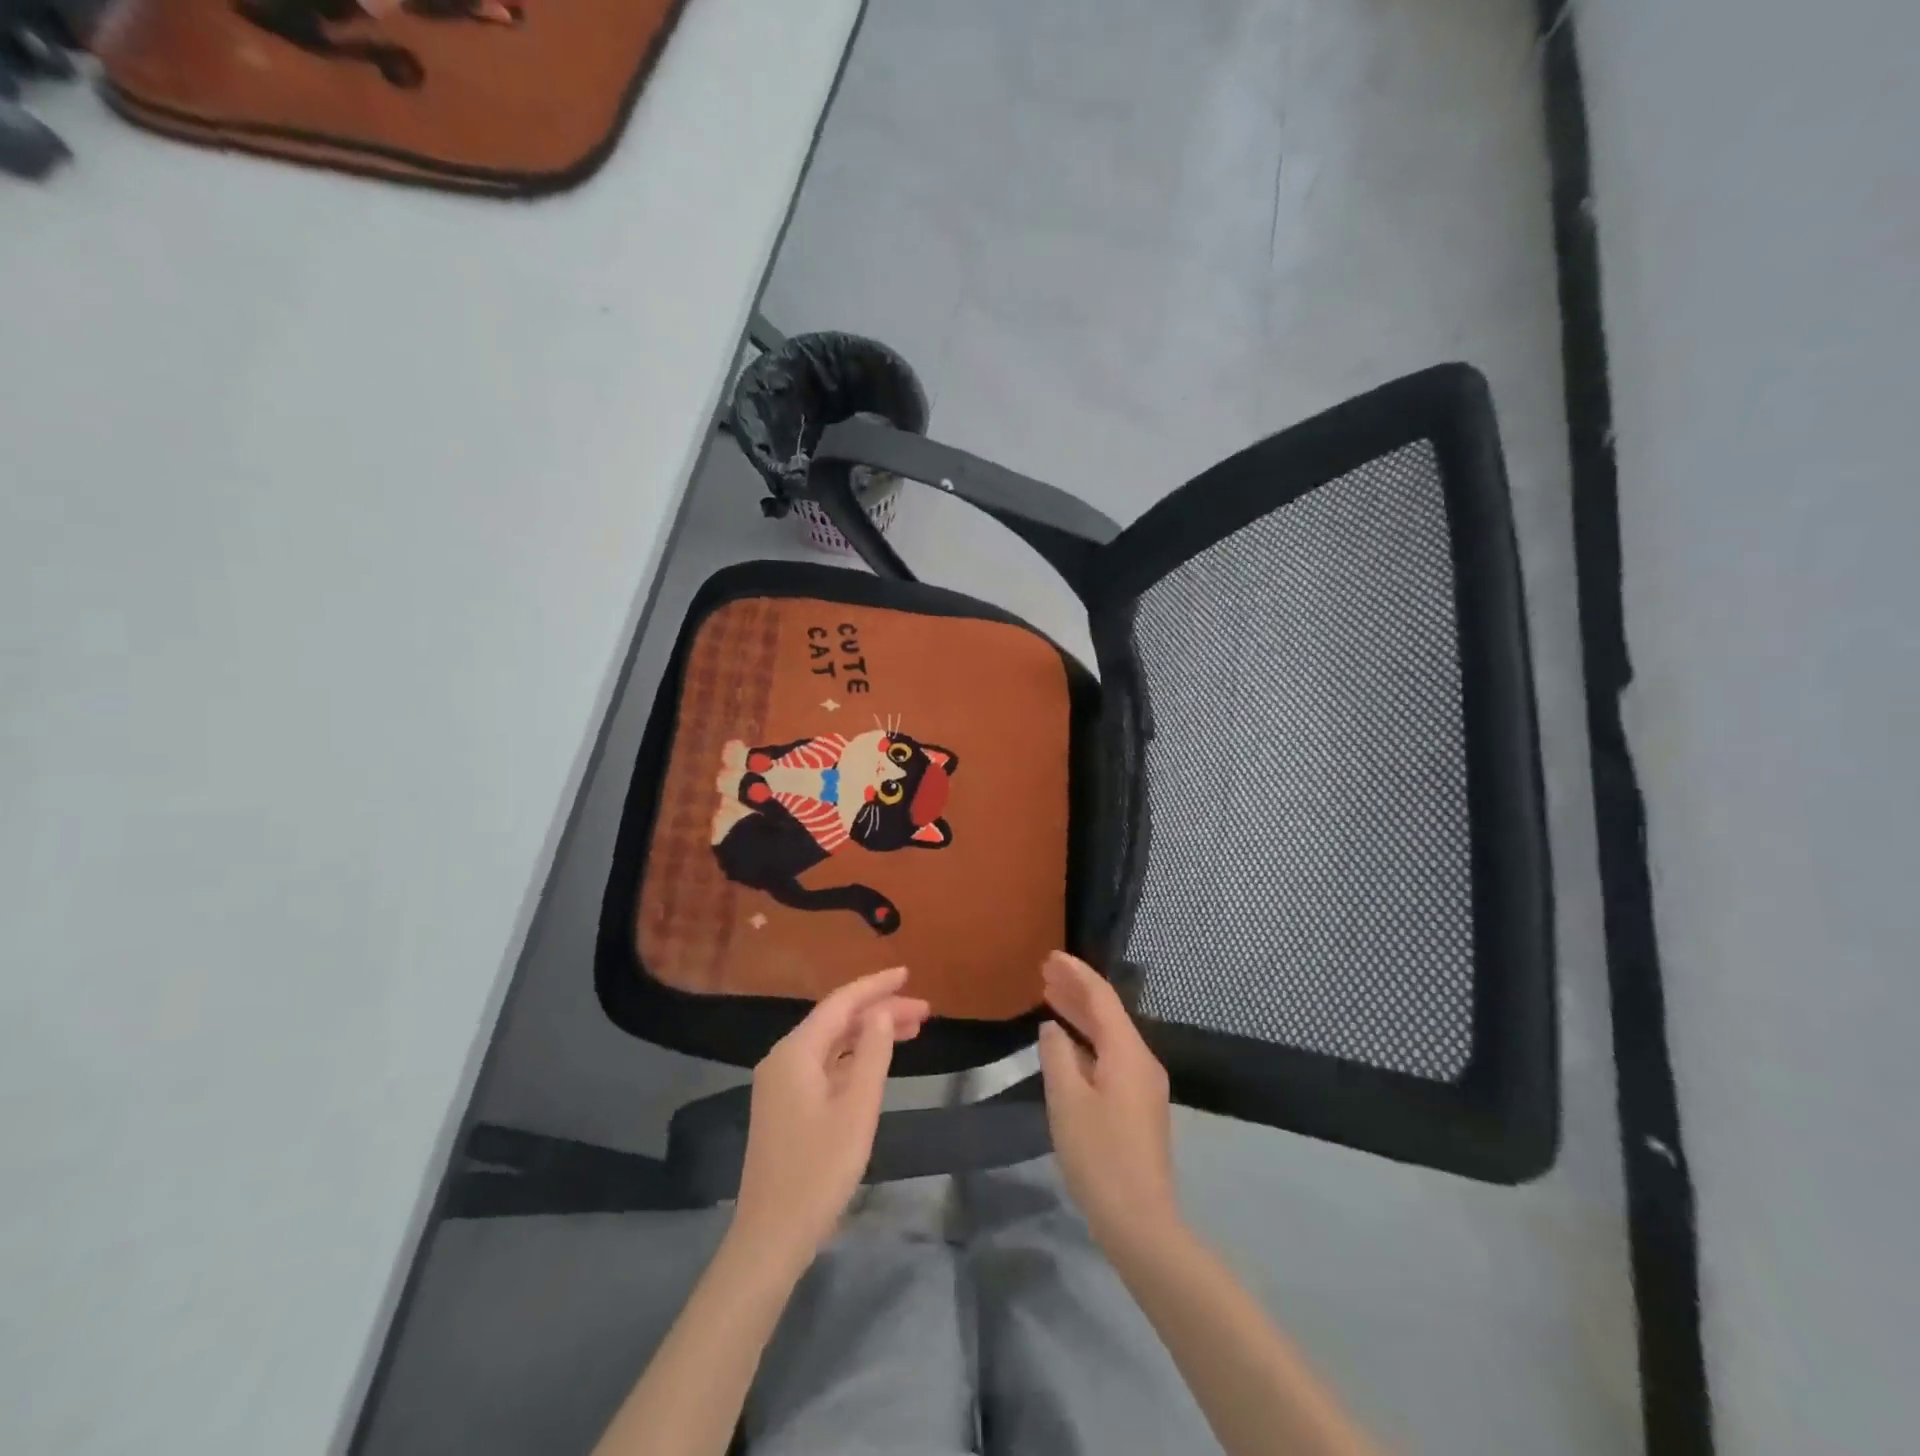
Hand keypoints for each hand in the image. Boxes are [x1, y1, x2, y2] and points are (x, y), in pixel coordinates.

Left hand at [732, 966, 928, 1268]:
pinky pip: (824, 1065)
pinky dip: (854, 1058)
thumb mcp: (857, 1109)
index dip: (875, 985)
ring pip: (832, 1043)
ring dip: (869, 1034)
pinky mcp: (785, 1106)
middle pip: (837, 1021)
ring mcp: (781, 1084)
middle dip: (880, 1011)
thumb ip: (873, 1053)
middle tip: (924, 1011)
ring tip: (912, 1030)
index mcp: (795, 1052)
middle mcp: (783, 1058)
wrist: (772, 1237)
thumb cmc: (819, 1171)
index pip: (841, 1003)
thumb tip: (882, 1011)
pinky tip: (878, 1062)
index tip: (907, 973)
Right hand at [1038, 951, 1180, 1253]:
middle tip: (1045, 972)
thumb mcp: (1067, 1102)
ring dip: (1081, 1015)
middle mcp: (1141, 1060)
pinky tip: (1068, 1044)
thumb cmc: (1099, 1156)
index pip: (1101, 998)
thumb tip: (1052, 1029)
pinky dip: (1088, 1041)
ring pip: (1110, 1035)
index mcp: (1127, 1053)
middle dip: (1076, 990)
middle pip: (1108, 1013)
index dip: (1076, 974)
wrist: (1141, 1222)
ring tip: (1050, 996)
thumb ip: (1057, 1056)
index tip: (1051, 956)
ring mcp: (1143, 1085)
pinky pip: (1111, 1056)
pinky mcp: (1138, 1106)